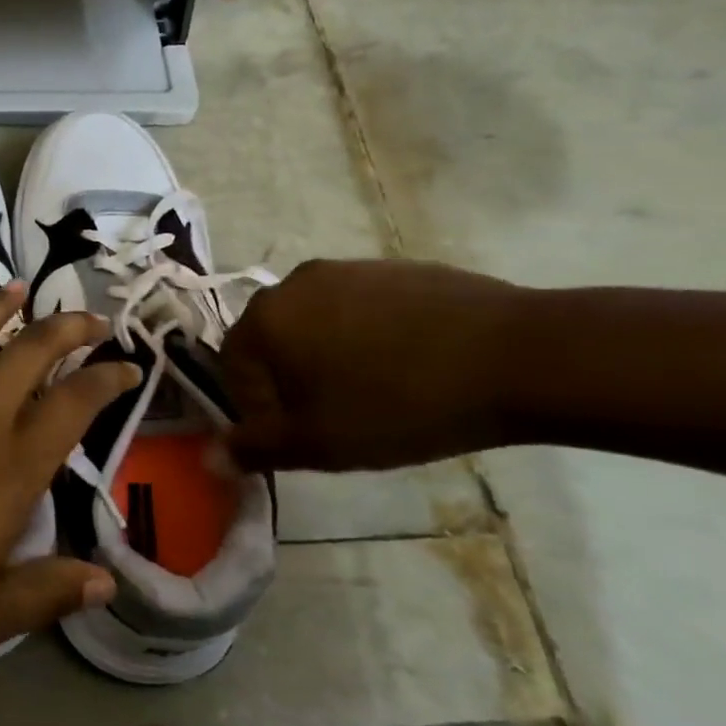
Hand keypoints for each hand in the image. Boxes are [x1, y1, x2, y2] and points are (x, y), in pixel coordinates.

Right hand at [218, 259, 521, 472]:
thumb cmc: (397, 404)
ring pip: (316, 324)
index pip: (232, 368)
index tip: (301, 437)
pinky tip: (409, 366)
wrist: (514, 355)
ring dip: (328, 359)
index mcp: (265, 318)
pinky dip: (368, 338)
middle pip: (273, 342)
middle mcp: (293, 283)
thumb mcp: (319, 444)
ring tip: (377, 394)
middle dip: (292, 382)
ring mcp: (345, 269)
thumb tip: (211, 457)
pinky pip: (358, 309)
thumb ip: (257, 449)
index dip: (258, 409)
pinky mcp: (392, 268)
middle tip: (336, 419)